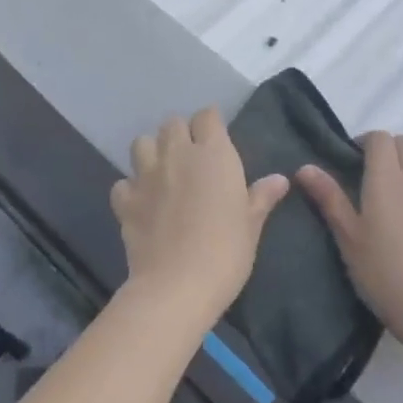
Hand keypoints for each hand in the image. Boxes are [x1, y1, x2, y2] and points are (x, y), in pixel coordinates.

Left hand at [111, 109, 288, 331]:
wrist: (177, 286)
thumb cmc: (225, 252)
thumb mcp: (251, 225)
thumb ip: (261, 197)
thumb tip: (280, 179)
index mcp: (213, 154)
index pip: (207, 116)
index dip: (211, 123)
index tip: (217, 139)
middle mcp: (177, 154)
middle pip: (172, 123)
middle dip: (181, 133)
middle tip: (191, 158)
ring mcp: (146, 175)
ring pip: (141, 142)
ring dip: (151, 152)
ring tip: (162, 172)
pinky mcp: (125, 200)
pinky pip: (123, 182)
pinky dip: (130, 189)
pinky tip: (141, 203)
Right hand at [298, 133, 402, 351]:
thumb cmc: (384, 272)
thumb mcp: (348, 237)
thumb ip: (329, 198)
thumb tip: (305, 167)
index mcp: (387, 177)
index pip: (381, 138)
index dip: (366, 142)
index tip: (353, 161)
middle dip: (388, 151)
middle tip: (370, 178)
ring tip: (396, 197)